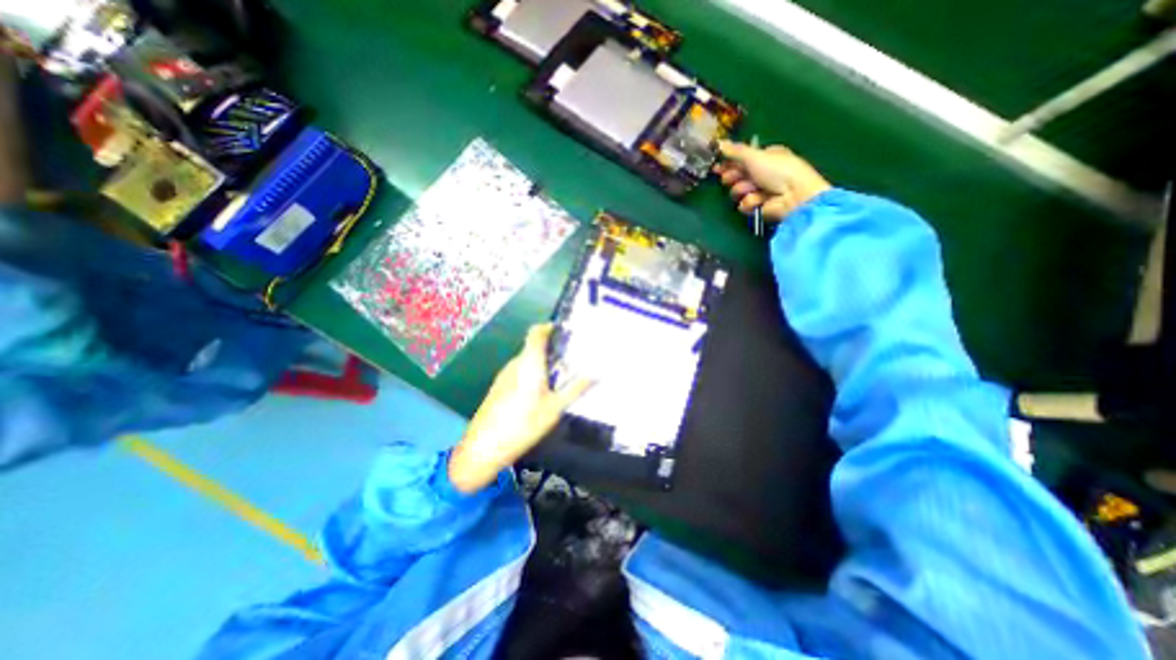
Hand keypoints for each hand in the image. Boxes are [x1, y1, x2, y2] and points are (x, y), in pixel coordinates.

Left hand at [449, 322, 592, 493]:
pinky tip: (539, 393)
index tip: (564, 331)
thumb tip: (596, 374)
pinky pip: (519, 371)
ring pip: (526, 360)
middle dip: (551, 350)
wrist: (483, 446)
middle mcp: (515, 363)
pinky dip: (531, 373)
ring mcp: (504, 374)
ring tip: (558, 377)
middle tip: (570, 360)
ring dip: (541, 363)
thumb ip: (575, 389)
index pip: (536, 332)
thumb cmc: (524, 424)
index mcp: (529, 362)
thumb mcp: (555, 408)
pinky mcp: (499, 386)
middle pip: (533, 346)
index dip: (548, 327)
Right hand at [712, 139, 828, 219]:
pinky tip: (760, 200)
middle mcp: (763, 173)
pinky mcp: (758, 207)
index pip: (741, 159)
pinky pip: (745, 205)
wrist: (792, 196)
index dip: (729, 162)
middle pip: (737, 175)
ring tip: (752, 189)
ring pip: (738, 191)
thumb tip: (719, 143)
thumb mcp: (755, 156)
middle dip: (733, 177)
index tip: (717, 166)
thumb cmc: (777, 170)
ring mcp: (760, 191)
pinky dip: (750, 202)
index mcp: (765, 156)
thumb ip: (735, 151)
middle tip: (730, 178)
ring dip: (742, 190)